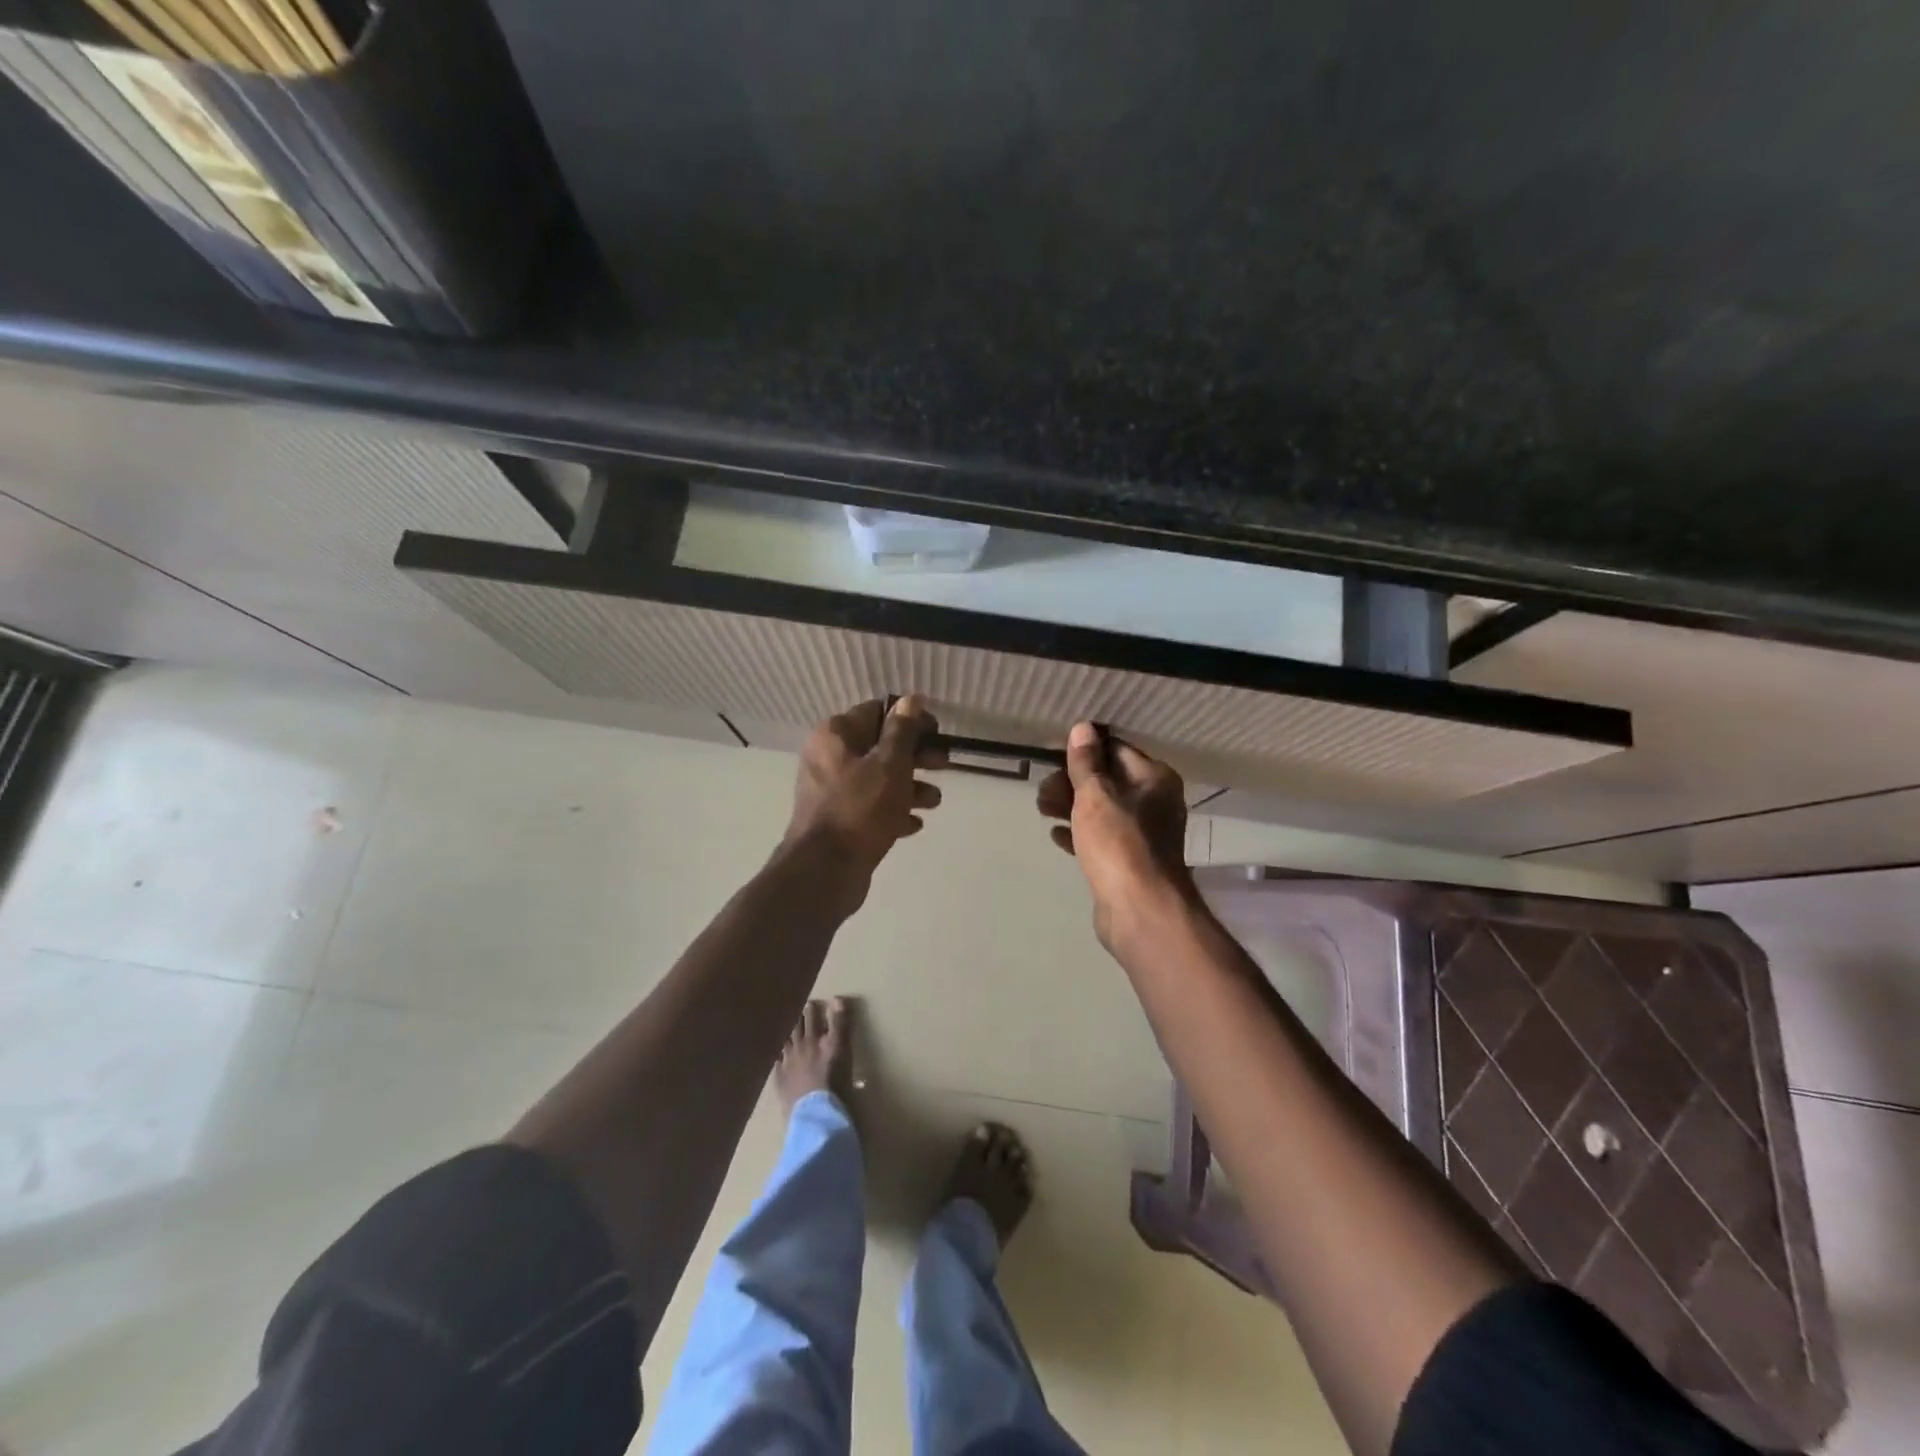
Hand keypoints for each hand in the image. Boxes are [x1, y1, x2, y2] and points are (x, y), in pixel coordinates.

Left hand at [784, 697, 944, 909]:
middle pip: (880, 746)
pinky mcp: (839, 820)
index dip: (910, 720)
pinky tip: (913, 825)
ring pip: (878, 778)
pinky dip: (893, 811)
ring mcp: (831, 791)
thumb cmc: (860, 808)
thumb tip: (911, 699)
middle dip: (915, 755)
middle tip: (944, 765)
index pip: (877, 712)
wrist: (825, 871)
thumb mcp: (890, 764)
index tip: (937, 733)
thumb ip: (902, 731)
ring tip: (934, 802)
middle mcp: (829, 757)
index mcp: (836, 736)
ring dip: (909, 786)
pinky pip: (871, 807)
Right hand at [1037, 722, 1195, 951]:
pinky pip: (1101, 838)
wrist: (1139, 910)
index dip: (1083, 751)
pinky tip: (1055, 835)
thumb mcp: (1096, 795)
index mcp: (1154, 779)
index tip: (1052, 755)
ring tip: (1041, 809)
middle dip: (1071, 782)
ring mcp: (1143, 834)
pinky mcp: (1129, 861)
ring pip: (1102, 810)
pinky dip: (1079, 833)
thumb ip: (1086, 762)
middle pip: (1107, 780)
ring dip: (1070, 806)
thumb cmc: (1119, 844)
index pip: (1116, 750)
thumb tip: (1083, 727)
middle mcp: (1155, 802)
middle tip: (1042, 791)